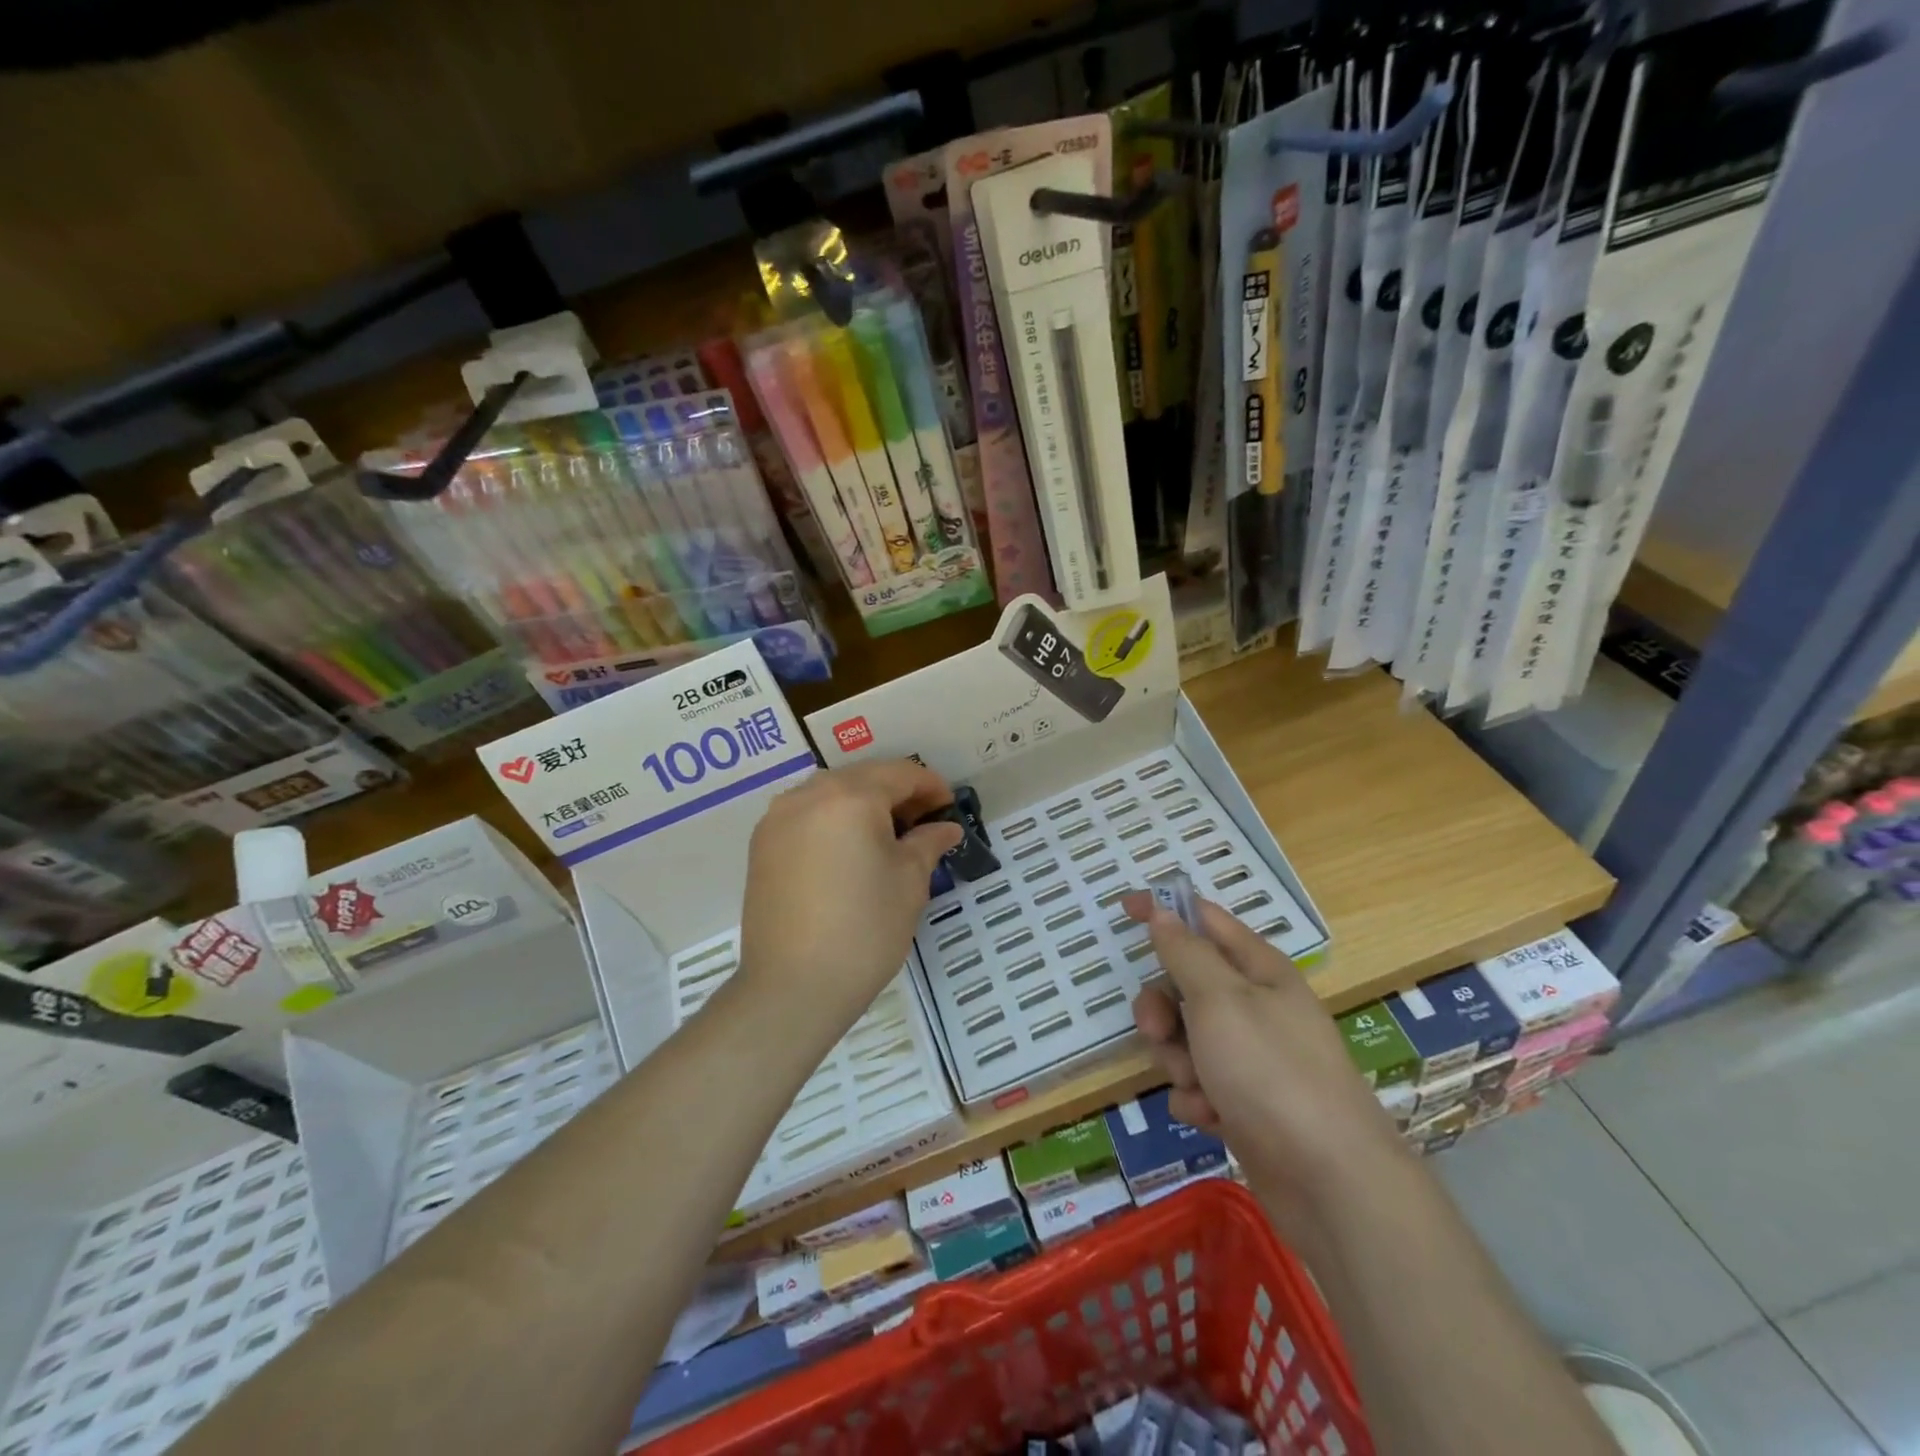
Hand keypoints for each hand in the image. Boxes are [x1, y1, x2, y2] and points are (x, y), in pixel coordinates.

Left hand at [738, 759, 961, 1030]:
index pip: (900, 774)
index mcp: (850, 796)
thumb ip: (928, 842)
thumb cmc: (864, 929)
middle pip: (863, 778)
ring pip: (831, 794)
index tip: (949, 808)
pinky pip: (806, 816)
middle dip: (897, 794)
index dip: (931, 786)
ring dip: (863, 805)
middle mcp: (808, 794)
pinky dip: (833, 821)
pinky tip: (849, 852)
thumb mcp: (909, 882)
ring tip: (887, 838)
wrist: (792, 987)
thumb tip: (945, 827)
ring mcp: (778, 819)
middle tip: (924, 823)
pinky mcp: (761, 846)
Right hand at [1123, 893, 1405, 1236]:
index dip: (1164, 910)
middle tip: (1155, 1031)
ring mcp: (1252, 1057)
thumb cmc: (1271, 1072)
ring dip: (1178, 1061)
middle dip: (1162, 1008)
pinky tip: (1211, 1118)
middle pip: (1186, 985)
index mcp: (1258, 969)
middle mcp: (1256, 1007)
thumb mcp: (1219, 1000)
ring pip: (1185, 1038)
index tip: (1124, 907)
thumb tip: (1162, 911)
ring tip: (1197, 1086)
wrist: (1331, 1182)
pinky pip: (1199, 1085)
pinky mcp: (1246, 1103)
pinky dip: (1197, 1099)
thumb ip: (1185, 953)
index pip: (1203, 921)